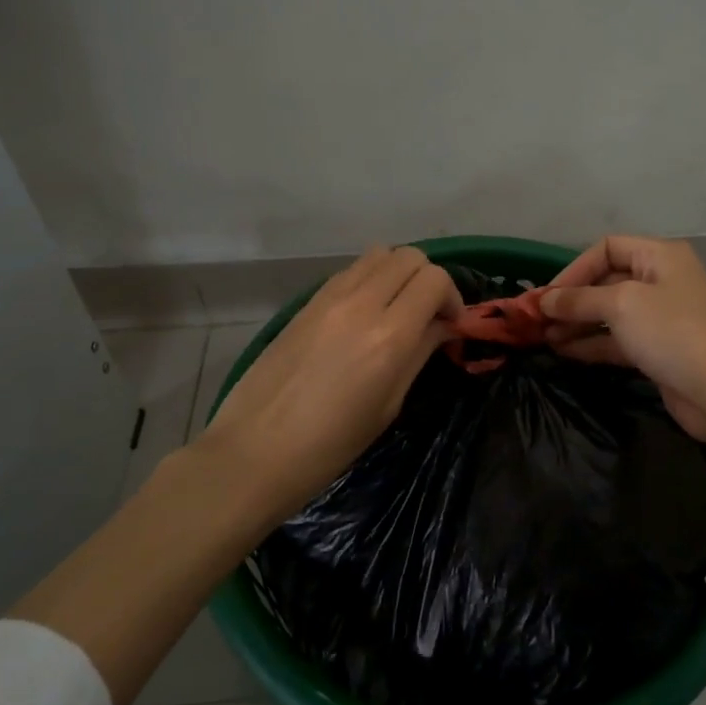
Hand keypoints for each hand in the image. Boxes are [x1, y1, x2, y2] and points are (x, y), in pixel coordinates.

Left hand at [202, 246, 462, 519]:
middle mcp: (361, 303)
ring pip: (380, 254)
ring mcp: (329, 297)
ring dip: (398, 273)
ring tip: (396, 307)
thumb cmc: (330, 445)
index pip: (435, 279)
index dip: (451, 297)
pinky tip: (364, 313)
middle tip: (426, 314)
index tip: (448, 324)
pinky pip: (351, 270)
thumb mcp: (388, 405)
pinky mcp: (307, 300)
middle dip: (428, 279)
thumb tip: (442, 325)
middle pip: (410, 256)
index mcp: (388, 336)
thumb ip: (419, 353)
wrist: (253, 451)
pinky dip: (369, 279)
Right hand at [541, 235, 705, 445]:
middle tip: (537, 319)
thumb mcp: (621, 305)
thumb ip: (579, 299)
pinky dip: (592, 344)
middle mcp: (661, 281)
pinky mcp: (659, 351)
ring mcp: (661, 318)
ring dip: (577, 324)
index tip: (547, 295)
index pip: (607, 248)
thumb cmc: (673, 331)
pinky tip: (564, 353)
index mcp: (659, 256)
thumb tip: (544, 300)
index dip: (574, 268)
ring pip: (610, 314)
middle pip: (606, 281)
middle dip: (572, 299)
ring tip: (543, 338)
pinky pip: (618, 340)